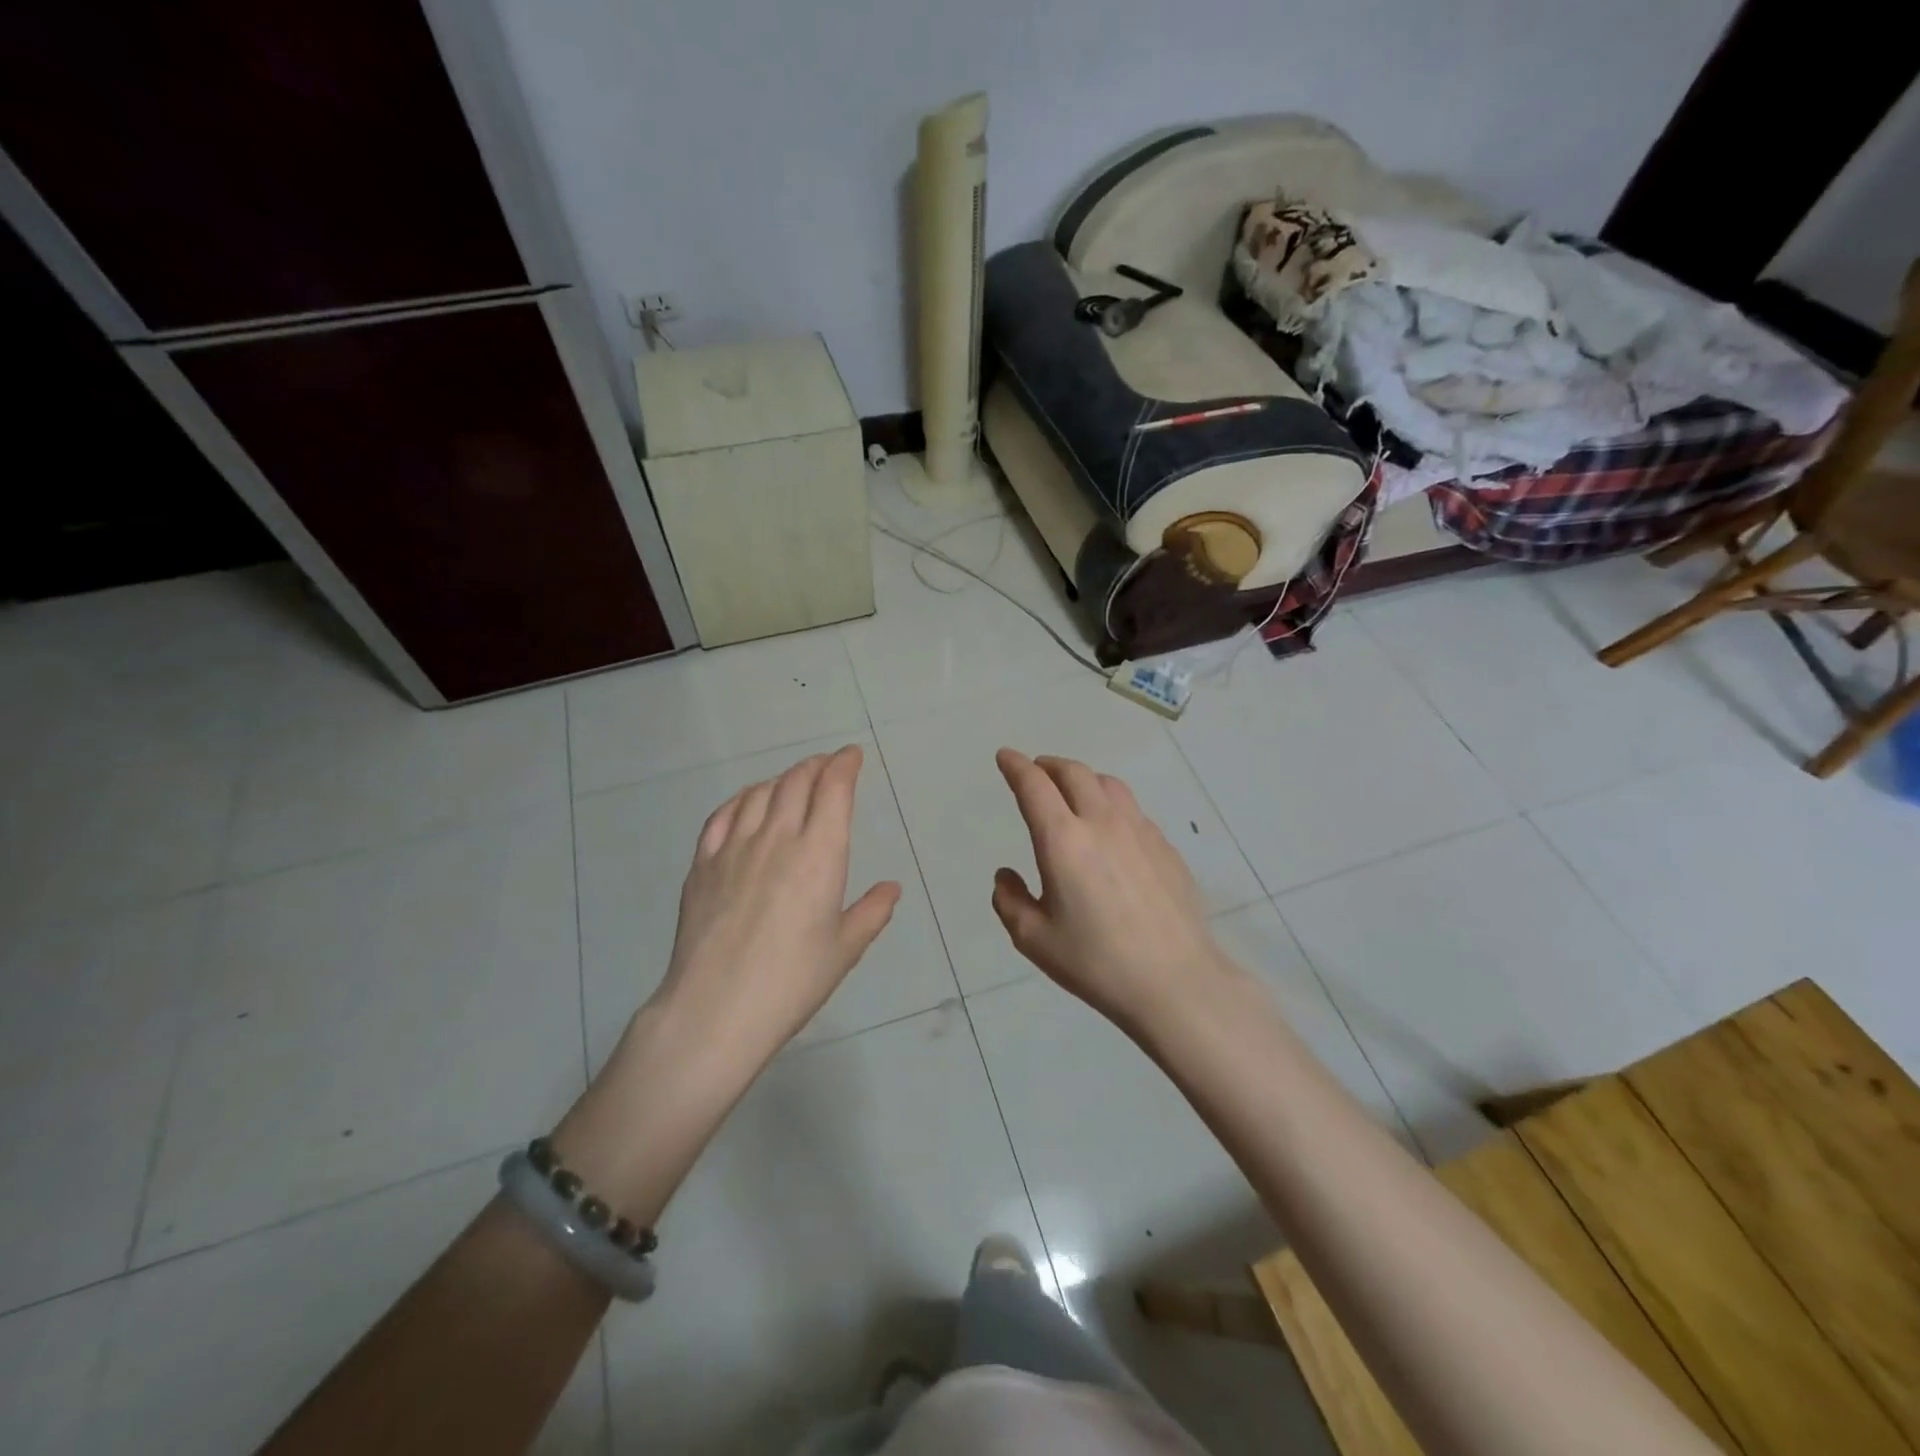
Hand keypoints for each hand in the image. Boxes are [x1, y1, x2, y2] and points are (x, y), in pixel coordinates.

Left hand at [553, 747, 900, 1218]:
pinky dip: (742, 799)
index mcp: (820, 855)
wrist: (716, 1010)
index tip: (852, 756)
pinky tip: (748, 803)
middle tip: (827, 766)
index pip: (833, 790)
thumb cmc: (792, 982)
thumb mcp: (844, 950)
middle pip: (797, 782)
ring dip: (782, 779)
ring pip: (760, 793)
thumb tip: (890, 888)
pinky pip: (722, 815)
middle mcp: (778, 838)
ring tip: (793, 782)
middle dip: (816, 766)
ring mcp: (734, 848)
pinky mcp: (702, 865)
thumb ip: (872, 912)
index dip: (844, 765)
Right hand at [991, 749, 1240, 1036]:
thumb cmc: (1096, 962)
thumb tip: (1006, 876)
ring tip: (1074, 792)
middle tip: (1036, 771)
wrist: (1175, 981)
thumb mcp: (1034, 939)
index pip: (1034, 786)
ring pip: (1108, 784)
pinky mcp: (1165, 847)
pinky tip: (1112, 830)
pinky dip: (1111, 805)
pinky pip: (1133, 810)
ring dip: (1083, 779)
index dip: (1016, 766)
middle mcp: (1102, 822)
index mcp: (1063, 840)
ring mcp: (1140, 831)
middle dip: (1049, 765)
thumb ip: (1009, 901)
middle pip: (1074, 772)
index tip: (1005, 756)